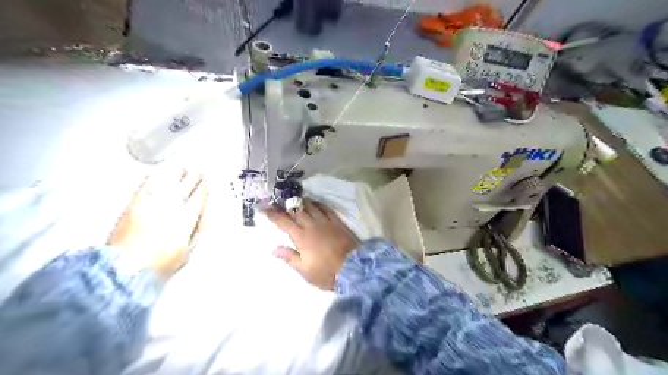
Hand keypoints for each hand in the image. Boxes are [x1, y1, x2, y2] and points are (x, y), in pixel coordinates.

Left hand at [106, 169, 205, 278]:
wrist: (125, 267)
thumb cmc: (157, 263)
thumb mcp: (186, 252)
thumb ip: (196, 233)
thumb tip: (204, 220)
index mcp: (186, 218)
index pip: (199, 198)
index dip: (204, 190)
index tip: (206, 185)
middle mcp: (171, 207)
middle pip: (186, 187)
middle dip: (194, 178)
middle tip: (198, 173)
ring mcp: (151, 204)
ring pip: (167, 183)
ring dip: (176, 175)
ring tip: (181, 170)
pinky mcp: (133, 205)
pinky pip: (145, 186)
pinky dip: (152, 179)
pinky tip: (155, 175)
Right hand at [266, 200, 360, 289]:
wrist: (354, 268)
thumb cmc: (326, 273)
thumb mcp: (305, 271)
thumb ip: (290, 257)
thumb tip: (274, 248)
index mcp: (302, 237)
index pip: (284, 222)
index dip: (273, 214)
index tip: (264, 208)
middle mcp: (312, 225)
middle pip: (296, 210)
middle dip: (284, 205)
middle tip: (277, 200)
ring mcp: (325, 222)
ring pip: (310, 206)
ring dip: (301, 201)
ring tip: (294, 198)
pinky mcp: (337, 222)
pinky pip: (325, 208)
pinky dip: (318, 203)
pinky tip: (314, 202)